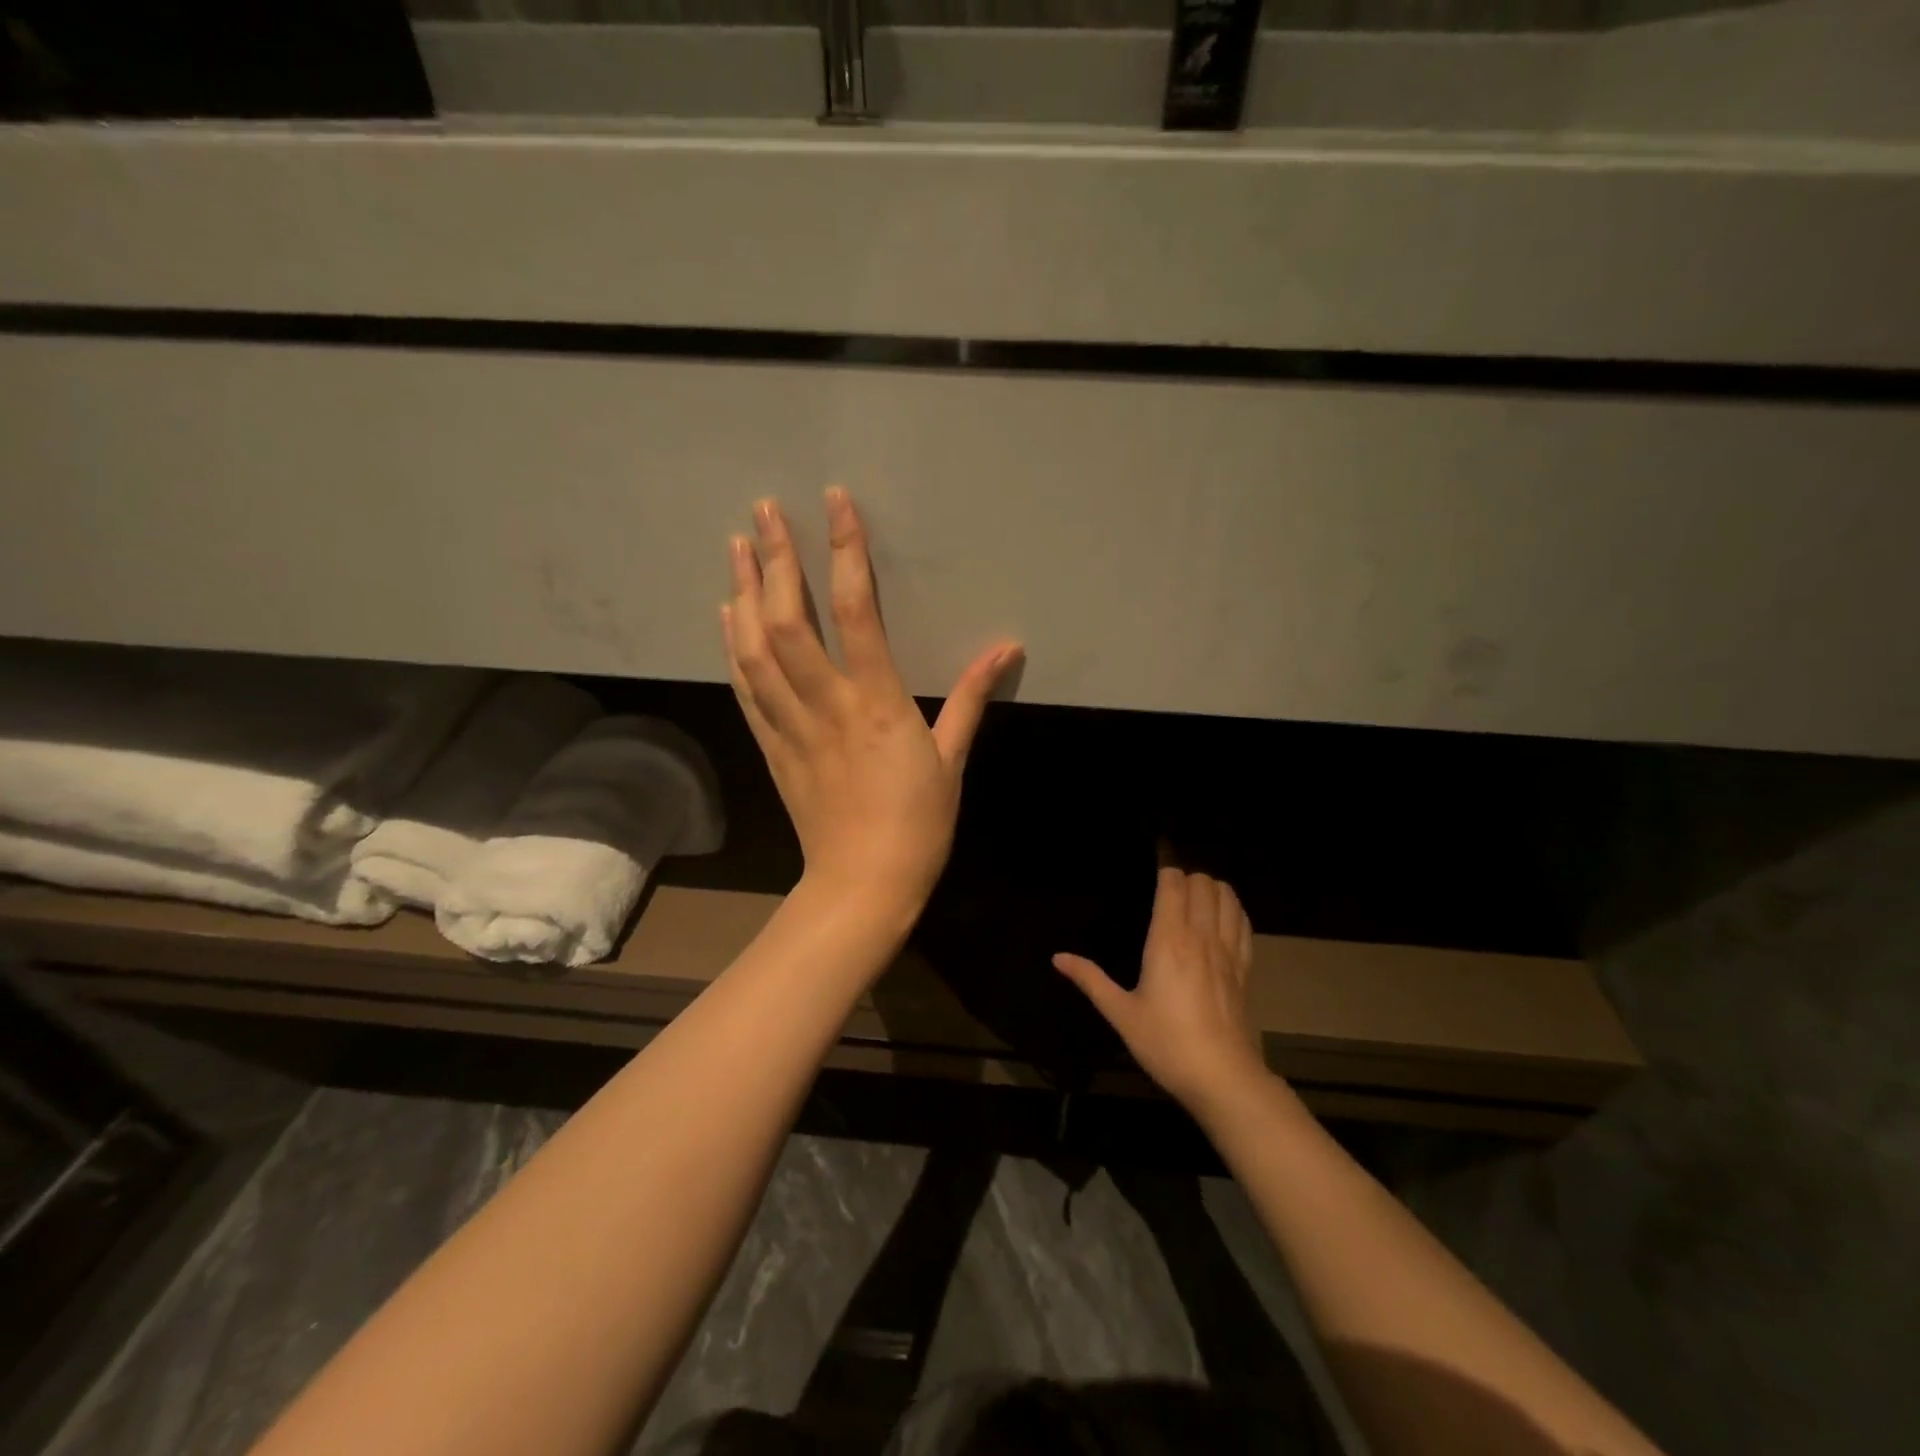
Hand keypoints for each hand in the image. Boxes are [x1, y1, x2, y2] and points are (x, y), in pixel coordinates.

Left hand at [723, 488, 1020, 917]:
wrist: (864, 884)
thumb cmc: (919, 824)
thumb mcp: (952, 759)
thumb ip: (972, 698)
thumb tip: (1006, 648)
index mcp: (877, 703)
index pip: (856, 611)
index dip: (844, 552)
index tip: (835, 504)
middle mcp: (826, 705)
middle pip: (789, 621)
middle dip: (775, 560)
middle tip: (765, 510)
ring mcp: (791, 726)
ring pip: (755, 650)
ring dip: (742, 593)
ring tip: (736, 546)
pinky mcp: (772, 747)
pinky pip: (746, 689)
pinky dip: (732, 647)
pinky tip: (726, 615)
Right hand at [1055, 867, 1266, 1110]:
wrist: (1221, 1077)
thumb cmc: (1165, 1042)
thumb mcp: (1120, 1012)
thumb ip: (1090, 979)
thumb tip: (1057, 957)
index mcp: (1168, 940)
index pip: (1174, 883)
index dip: (1165, 868)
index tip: (1154, 866)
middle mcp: (1201, 936)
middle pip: (1203, 883)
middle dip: (1187, 876)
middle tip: (1169, 886)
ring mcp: (1228, 950)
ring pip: (1228, 897)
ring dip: (1212, 888)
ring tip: (1195, 897)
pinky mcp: (1245, 968)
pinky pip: (1244, 923)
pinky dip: (1233, 910)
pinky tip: (1222, 918)